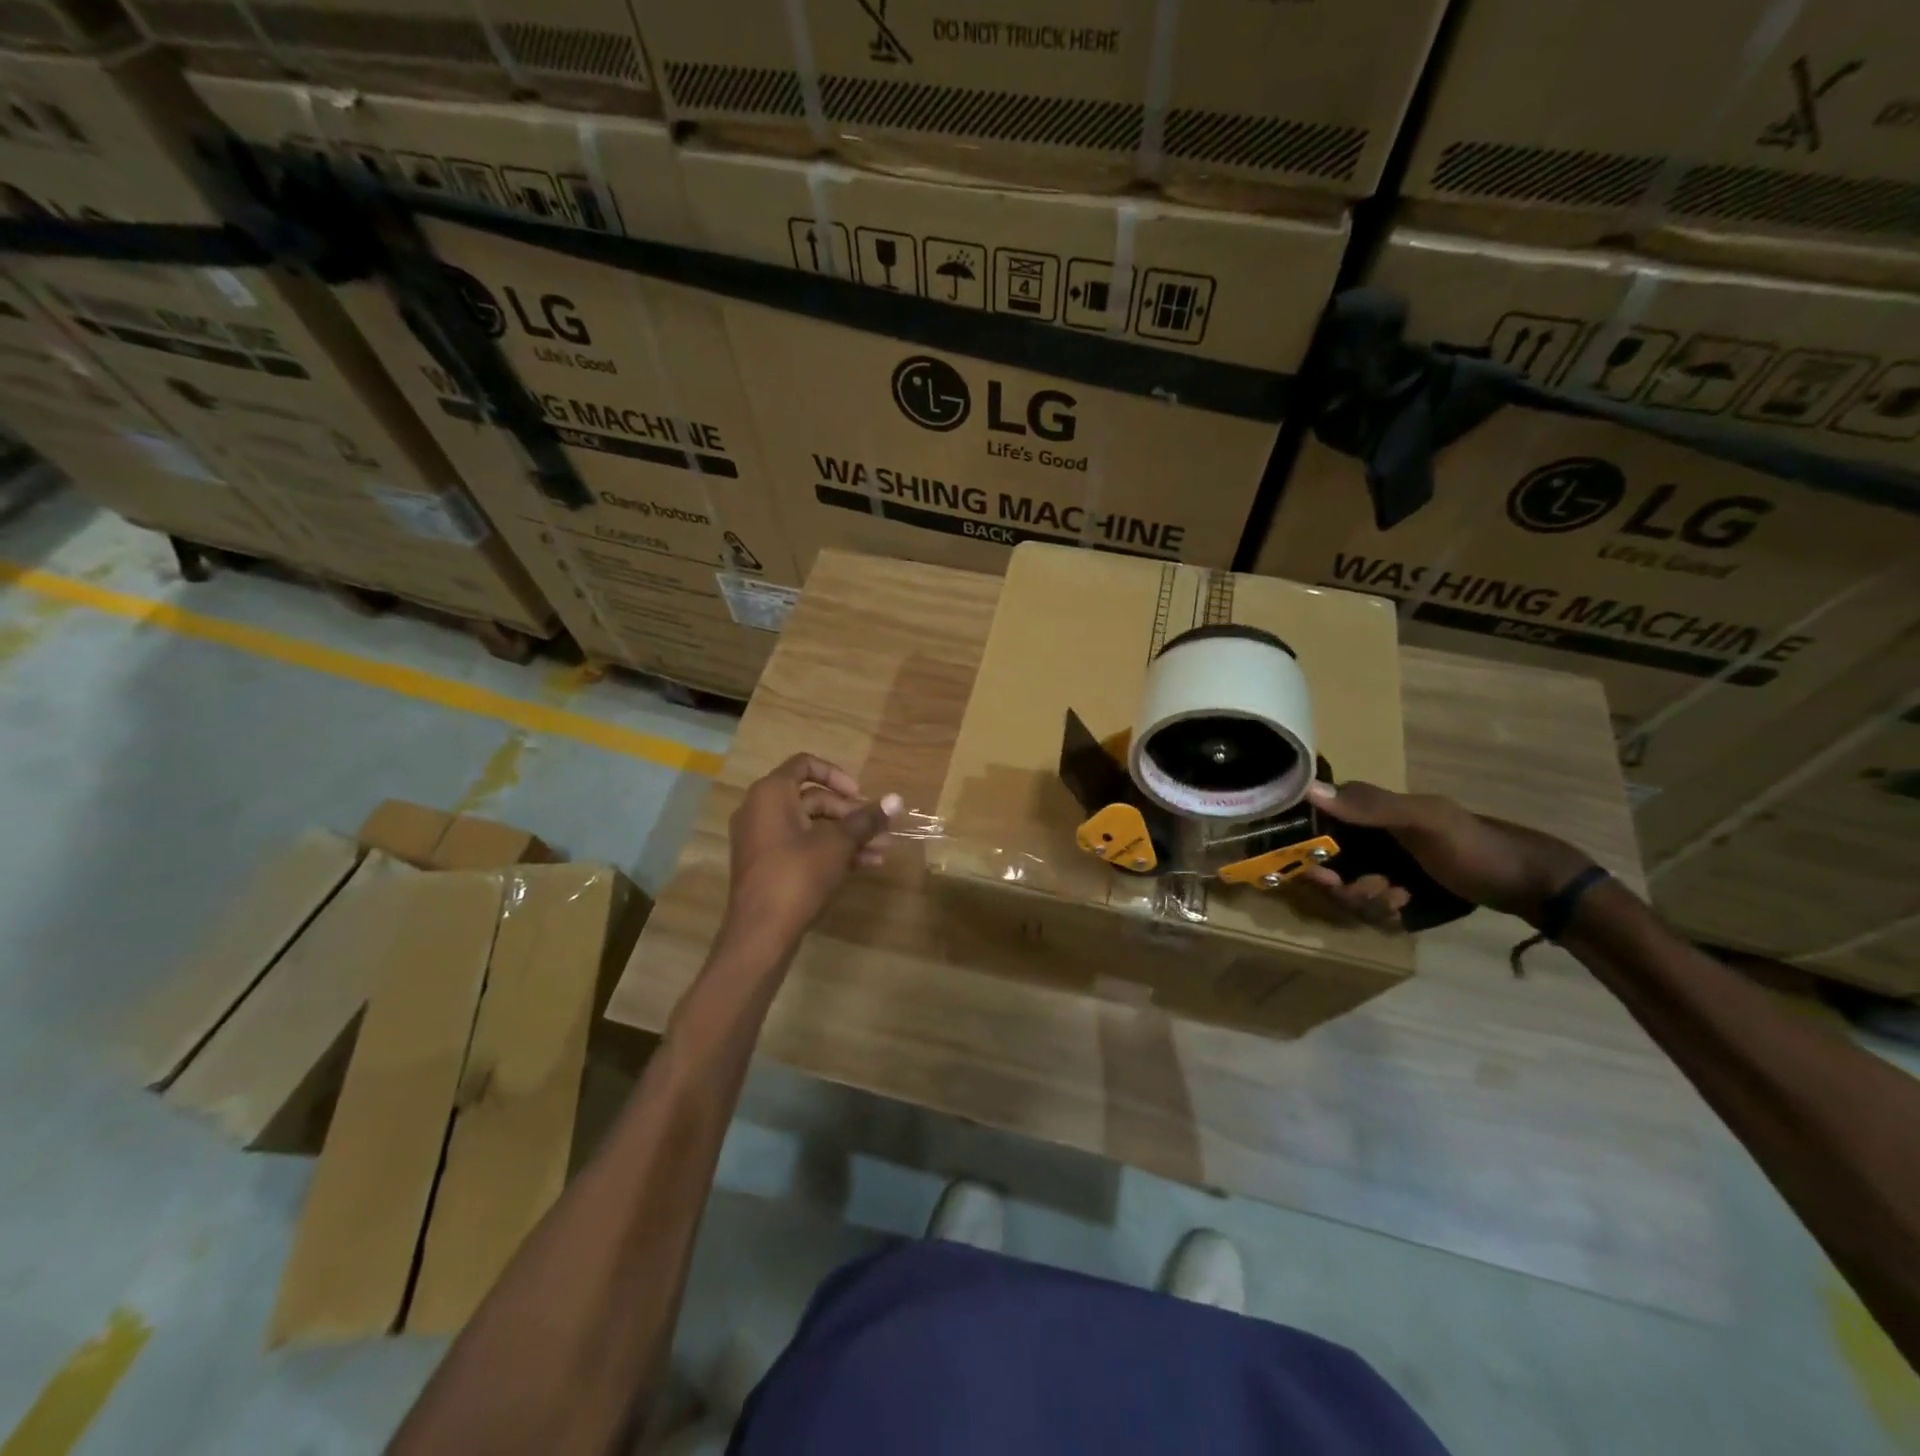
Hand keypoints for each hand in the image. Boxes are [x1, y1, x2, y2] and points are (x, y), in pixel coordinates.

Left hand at [725, 754, 898, 945]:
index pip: (805, 764)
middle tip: (880, 830)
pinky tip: (865, 865)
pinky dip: (829, 850)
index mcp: (771, 793)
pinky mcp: (766, 864)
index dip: (837, 775)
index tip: (860, 795)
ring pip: (811, 826)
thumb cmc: (797, 876)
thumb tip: (897, 799)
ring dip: (847, 835)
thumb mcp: (838, 845)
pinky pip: (801, 845)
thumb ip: (866, 820)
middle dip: (851, 813)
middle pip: (813, 798)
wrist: (761, 933)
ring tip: (882, 850)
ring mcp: (761, 838)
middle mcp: (760, 809)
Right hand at [1299, 780, 1592, 926]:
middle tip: (1374, 890)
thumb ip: (1370, 806)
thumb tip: (1308, 789)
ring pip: (1347, 891)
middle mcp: (1367, 837)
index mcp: (1366, 812)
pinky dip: (1383, 912)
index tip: (1321, 874)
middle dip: (1344, 887)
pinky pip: (1369, 907)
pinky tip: (1407, 908)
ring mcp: (1382, 866)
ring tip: (1400, 900)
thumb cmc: (1474, 846)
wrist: (1530, 885)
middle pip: (1327, 867)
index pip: (1315, 826)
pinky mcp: (1396, 891)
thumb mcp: (1425, 821)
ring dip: (1367, 901)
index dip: (1307, 852)